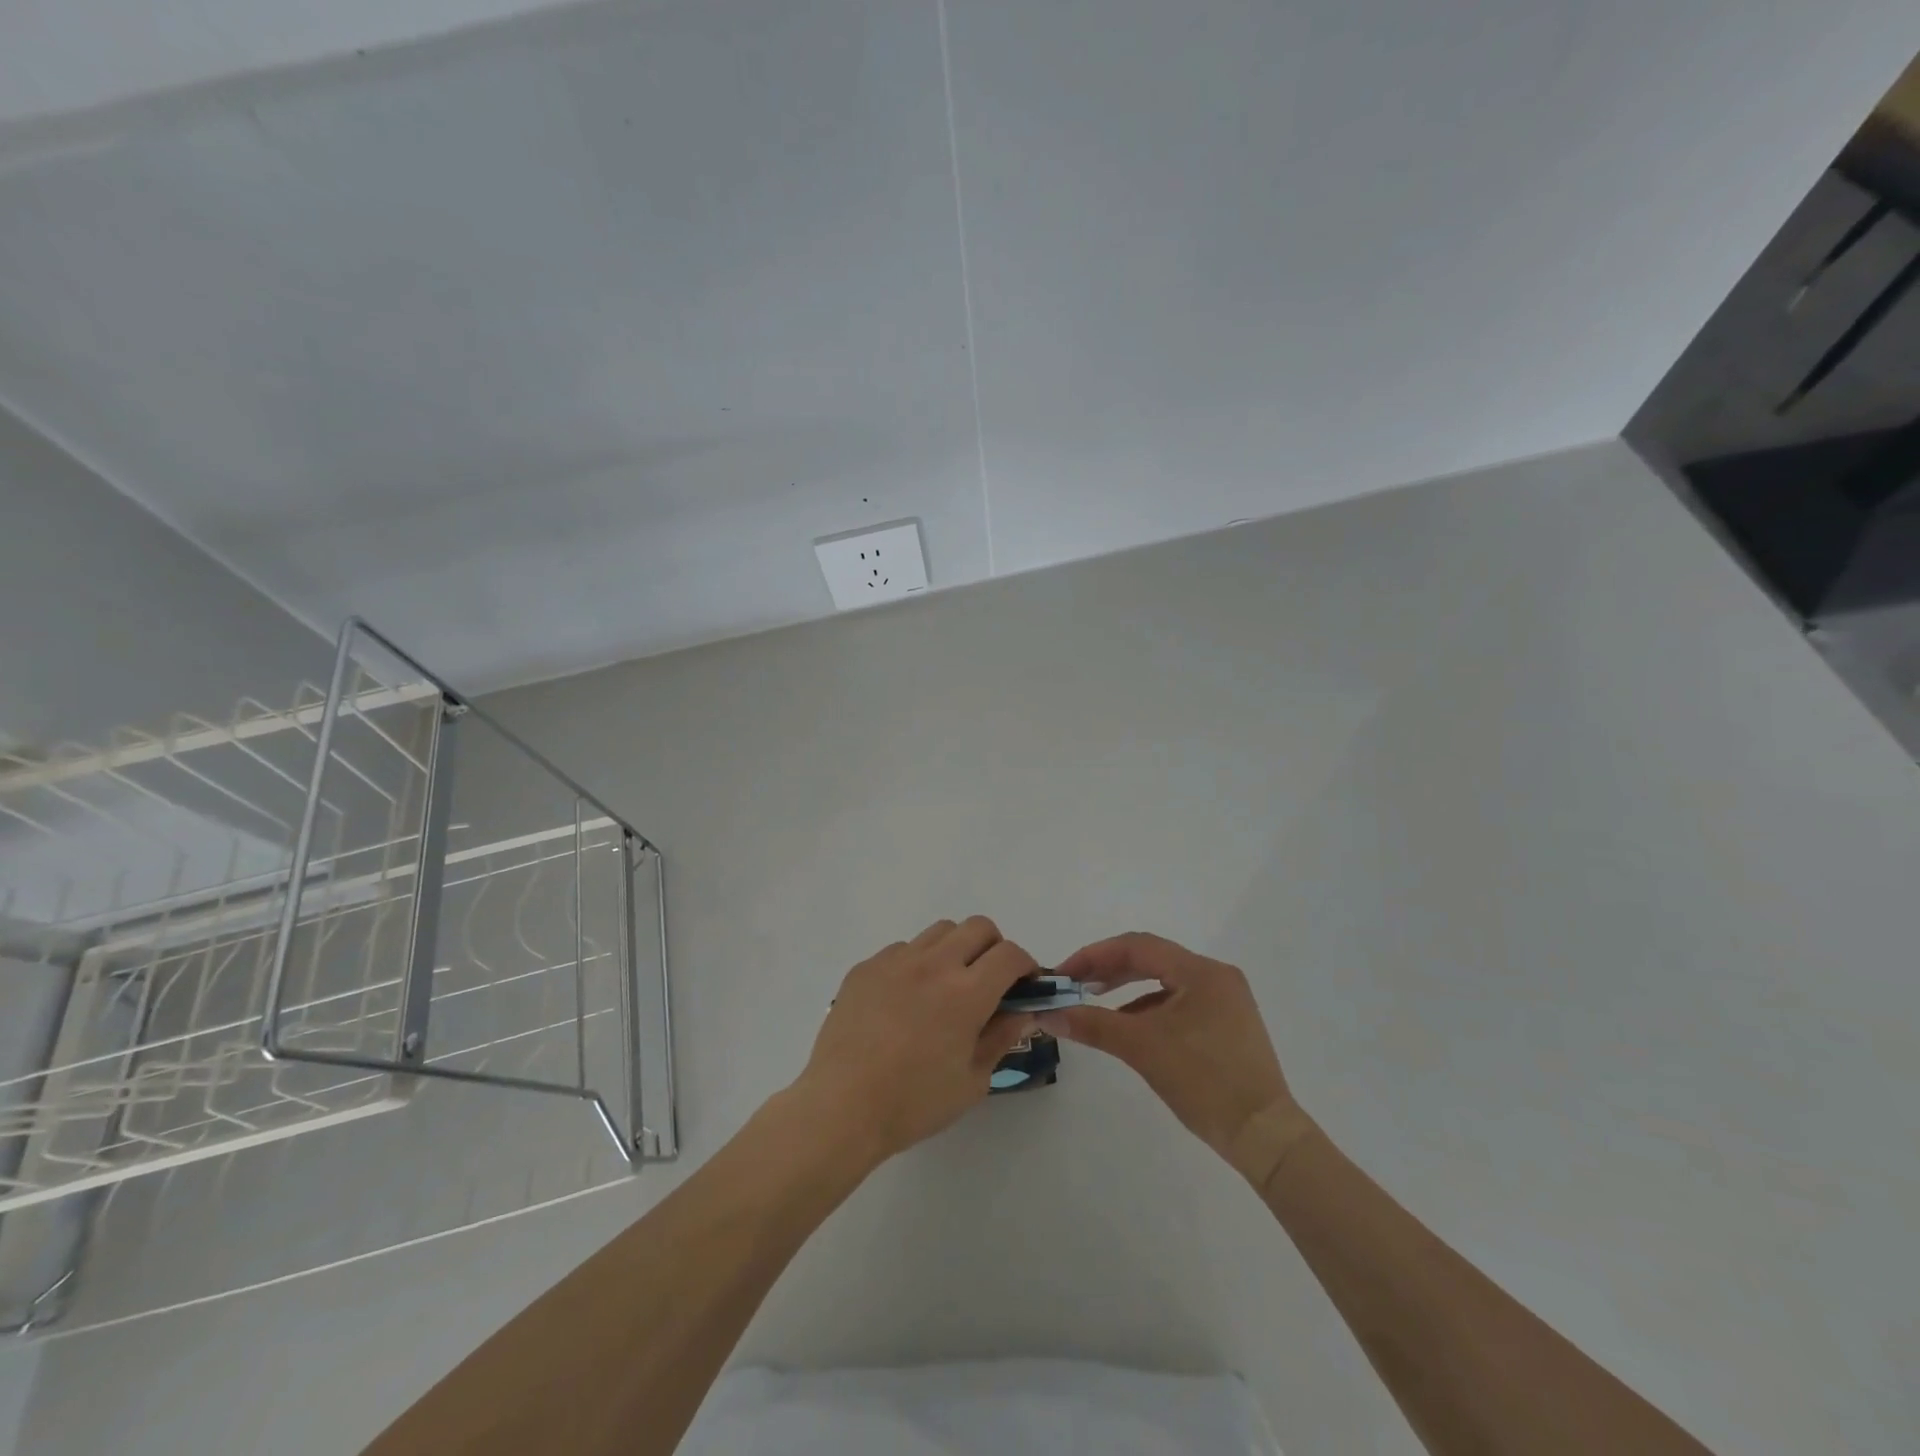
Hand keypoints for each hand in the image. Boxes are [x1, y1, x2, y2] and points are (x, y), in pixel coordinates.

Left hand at [795, 917, 1039, 1165]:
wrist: (841, 1107)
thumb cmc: (913, 1102)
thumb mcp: (972, 1080)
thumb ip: (1001, 1038)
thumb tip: (1022, 1011)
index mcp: (966, 992)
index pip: (1010, 954)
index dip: (1025, 966)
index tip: (1024, 986)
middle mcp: (933, 964)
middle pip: (978, 927)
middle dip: (994, 948)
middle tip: (989, 982)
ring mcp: (895, 960)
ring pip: (940, 931)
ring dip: (955, 949)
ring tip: (946, 987)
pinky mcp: (866, 966)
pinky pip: (902, 949)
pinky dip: (917, 964)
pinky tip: (905, 1000)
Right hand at [1049, 932, 1311, 1188]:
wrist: (1265, 1137)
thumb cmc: (1205, 1082)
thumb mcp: (1143, 1049)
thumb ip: (1093, 1025)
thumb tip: (1049, 1014)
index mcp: (1200, 971)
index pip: (1137, 946)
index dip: (1095, 955)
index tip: (1064, 974)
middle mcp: (1215, 976)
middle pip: (1151, 959)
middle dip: (1109, 969)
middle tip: (1074, 985)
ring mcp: (1225, 1000)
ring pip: (1164, 981)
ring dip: (1127, 988)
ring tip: (1095, 1003)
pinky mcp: (1227, 1024)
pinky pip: (1178, 1002)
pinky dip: (1149, 1008)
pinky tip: (1129, 1026)